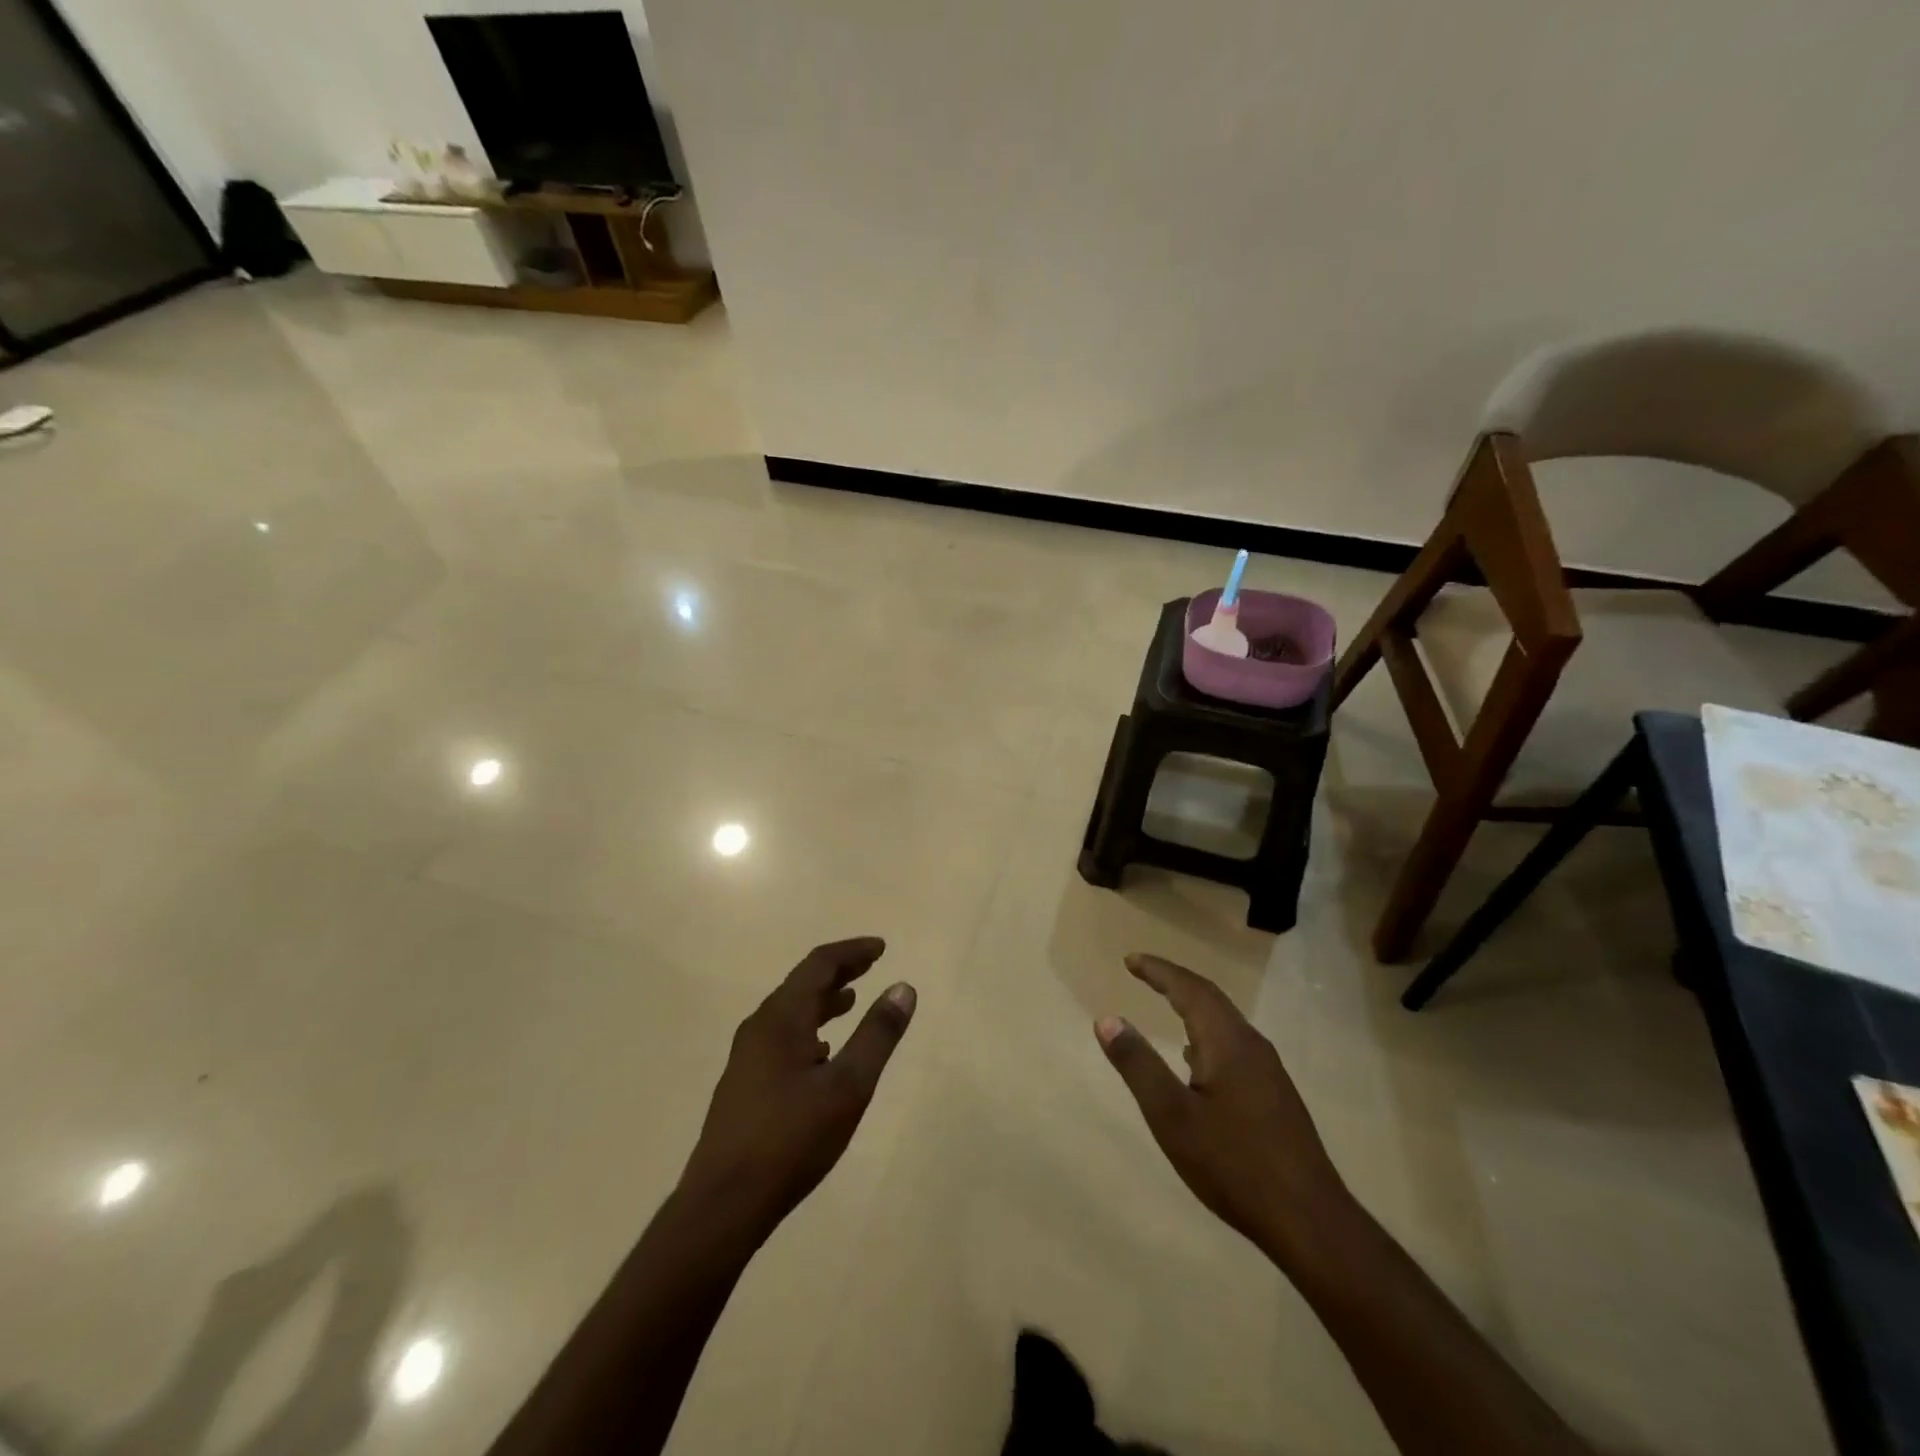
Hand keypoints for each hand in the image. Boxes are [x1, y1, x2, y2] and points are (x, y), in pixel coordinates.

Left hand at [678, 937, 915, 1241]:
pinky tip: (822, 1053)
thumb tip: (903, 987)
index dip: (851, 952)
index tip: (881, 947)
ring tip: (850, 1002)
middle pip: (802, 984)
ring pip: (790, 1013)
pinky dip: (808, 1029)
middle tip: (871, 965)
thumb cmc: (791, 1139)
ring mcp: (747, 1057)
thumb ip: (877, 1035)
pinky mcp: (743, 1085)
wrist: (723, 1204)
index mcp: (781, 1018)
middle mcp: (759, 1027)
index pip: (819, 964)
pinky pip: (781, 1038)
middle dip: (838, 972)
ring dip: (822, 1001)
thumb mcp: (848, 1086)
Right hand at [1097, 953, 1350, 1265]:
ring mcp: (1269, 1072)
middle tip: (1143, 971)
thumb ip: (1138, 1065)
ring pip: (1225, 1023)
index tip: (1130, 960)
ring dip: (1193, 1006)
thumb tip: (1107, 1019)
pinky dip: (1207, 1034)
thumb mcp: (1172, 1117)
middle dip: (1175, 981)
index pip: (1189, 989)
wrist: (1311, 1222)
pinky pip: (1234, 1045)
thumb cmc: (1234, 1165)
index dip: (1159, 971)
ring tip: (1166, 1004)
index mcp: (1227, 1042)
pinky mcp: (1275, 1097)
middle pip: (1211, 998)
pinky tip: (1197, 1060)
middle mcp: (1252, 1046)